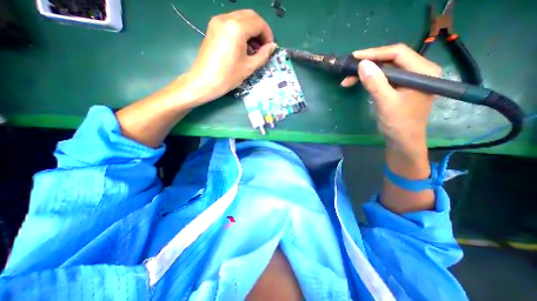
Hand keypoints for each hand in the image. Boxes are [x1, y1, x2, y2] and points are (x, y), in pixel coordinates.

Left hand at [184, 10, 275, 103]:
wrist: (204, 82)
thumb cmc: (228, 77)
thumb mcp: (249, 67)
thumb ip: (263, 55)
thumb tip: (272, 46)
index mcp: (236, 28)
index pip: (258, 23)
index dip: (268, 34)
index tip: (270, 47)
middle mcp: (226, 18)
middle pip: (250, 16)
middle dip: (260, 30)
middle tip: (264, 46)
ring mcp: (217, 21)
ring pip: (241, 18)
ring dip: (251, 30)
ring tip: (254, 49)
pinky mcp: (213, 27)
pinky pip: (232, 23)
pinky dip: (241, 31)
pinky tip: (243, 46)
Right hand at [339, 44, 440, 156]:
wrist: (402, 141)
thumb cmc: (398, 123)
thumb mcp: (386, 102)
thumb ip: (375, 83)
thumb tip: (362, 64)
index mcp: (422, 71)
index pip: (397, 53)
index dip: (375, 53)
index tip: (354, 57)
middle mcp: (418, 71)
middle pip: (390, 60)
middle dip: (367, 64)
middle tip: (348, 71)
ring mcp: (408, 80)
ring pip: (384, 69)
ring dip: (366, 73)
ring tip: (348, 80)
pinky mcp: (399, 88)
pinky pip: (383, 78)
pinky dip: (369, 80)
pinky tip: (358, 83)